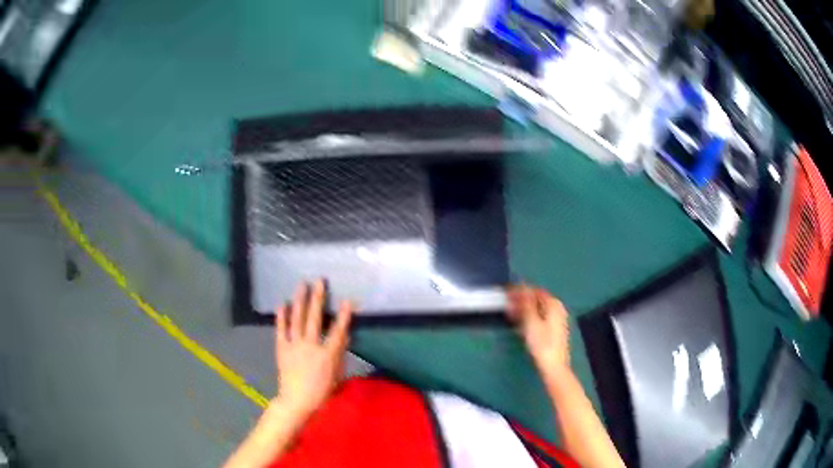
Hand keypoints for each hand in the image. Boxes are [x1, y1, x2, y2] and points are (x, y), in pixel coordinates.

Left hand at [274, 279, 352, 426]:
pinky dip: (281, 317)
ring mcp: (294, 346)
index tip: (348, 300)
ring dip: (299, 301)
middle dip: (318, 298)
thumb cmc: (321, 392)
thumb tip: (344, 336)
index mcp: (327, 355)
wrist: (296, 401)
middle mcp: (310, 346)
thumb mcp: (337, 376)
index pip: (338, 331)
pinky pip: (280, 330)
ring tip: (301, 285)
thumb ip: (340, 355)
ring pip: (297, 319)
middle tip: (319, 281)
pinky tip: (281, 304)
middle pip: (314, 318)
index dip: (344, 315)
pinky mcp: (282, 348)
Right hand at [507, 285, 570, 380]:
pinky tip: (519, 324)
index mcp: (554, 304)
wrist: (553, 366)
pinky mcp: (553, 331)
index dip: (521, 290)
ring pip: (537, 310)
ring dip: (524, 310)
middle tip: (506, 303)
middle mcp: (557, 309)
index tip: (507, 292)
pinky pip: (539, 318)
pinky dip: (529, 318)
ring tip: (509, 313)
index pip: (535, 291)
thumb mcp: (532, 322)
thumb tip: (522, 287)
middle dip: (521, 300)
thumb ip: (526, 303)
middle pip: (537, 300)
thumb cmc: (542, 343)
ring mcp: (556, 320)